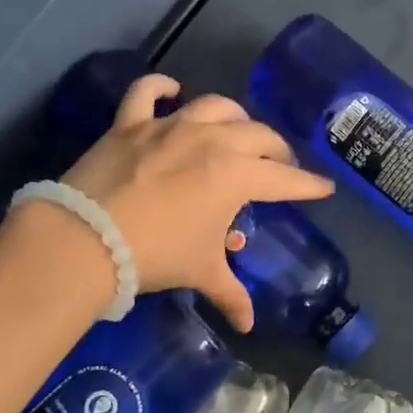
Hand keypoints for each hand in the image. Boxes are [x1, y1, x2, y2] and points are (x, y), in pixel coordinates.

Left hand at [60, 73, 333, 331]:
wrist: (89, 238)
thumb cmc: (158, 254)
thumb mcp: (201, 271)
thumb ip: (230, 295)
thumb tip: (248, 325)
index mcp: (238, 175)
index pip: (286, 180)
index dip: (309, 185)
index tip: (324, 187)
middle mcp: (213, 140)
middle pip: (259, 135)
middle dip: (278, 150)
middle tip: (280, 165)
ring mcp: (171, 126)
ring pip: (216, 106)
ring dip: (235, 117)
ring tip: (239, 131)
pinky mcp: (132, 123)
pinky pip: (148, 92)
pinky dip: (161, 87)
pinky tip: (172, 90)